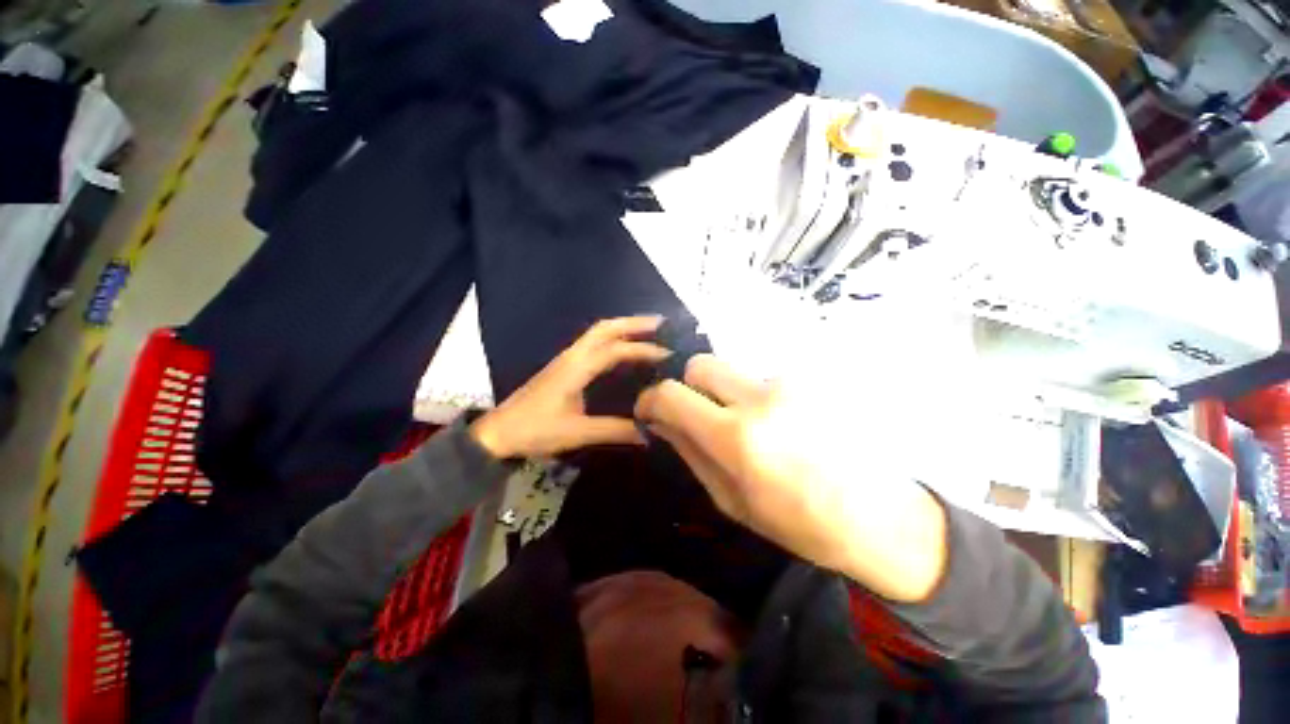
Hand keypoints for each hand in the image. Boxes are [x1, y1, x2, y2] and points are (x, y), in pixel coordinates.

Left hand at [470, 316, 668, 459]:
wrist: (498, 433)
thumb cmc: (535, 430)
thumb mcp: (577, 432)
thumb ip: (615, 431)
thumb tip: (649, 434)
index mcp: (576, 367)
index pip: (615, 350)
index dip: (643, 350)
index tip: (668, 354)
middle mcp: (572, 356)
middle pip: (605, 328)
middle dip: (633, 323)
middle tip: (661, 324)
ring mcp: (566, 359)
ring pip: (598, 333)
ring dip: (623, 328)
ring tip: (648, 332)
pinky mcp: (564, 367)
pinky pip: (592, 344)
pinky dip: (612, 339)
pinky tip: (623, 350)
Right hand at [635, 355, 947, 602]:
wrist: (879, 517)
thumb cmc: (797, 522)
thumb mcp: (729, 498)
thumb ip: (689, 451)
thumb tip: (659, 421)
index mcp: (736, 437)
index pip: (672, 393)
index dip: (652, 398)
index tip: (651, 410)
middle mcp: (760, 398)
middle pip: (700, 364)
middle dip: (690, 386)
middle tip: (701, 414)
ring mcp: (790, 384)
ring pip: (734, 373)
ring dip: (728, 395)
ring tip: (753, 428)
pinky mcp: (811, 380)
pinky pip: (764, 380)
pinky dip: (758, 397)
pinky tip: (781, 425)